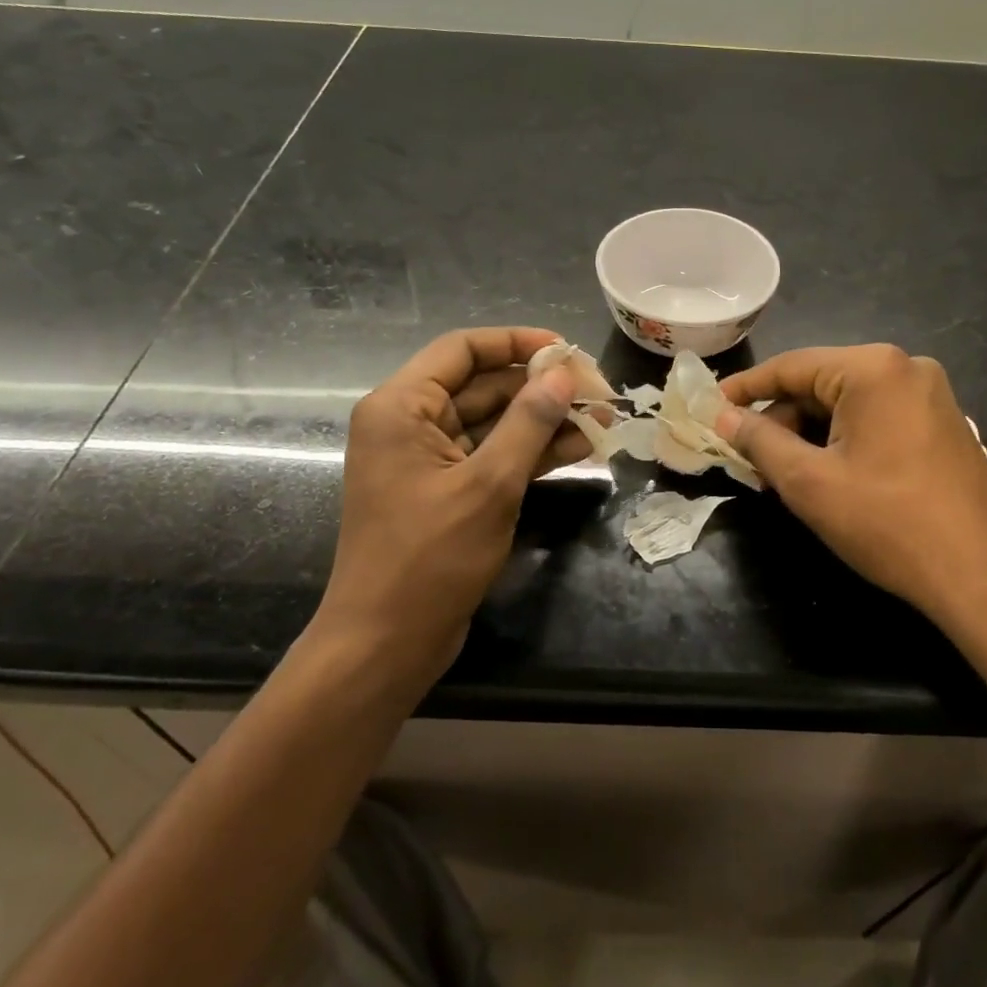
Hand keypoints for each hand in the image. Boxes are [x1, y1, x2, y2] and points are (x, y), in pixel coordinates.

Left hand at [313, 327, 584, 691]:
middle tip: (597, 393)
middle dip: (540, 388)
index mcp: (402, 407)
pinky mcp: (445, 490)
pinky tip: (578, 449)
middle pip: (482, 385)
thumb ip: (529, 423)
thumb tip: (563, 375)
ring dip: (543, 421)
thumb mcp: (489, 485)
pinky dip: (530, 452)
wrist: (386, 644)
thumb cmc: (429, 558)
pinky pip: (492, 455)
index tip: (567, 351)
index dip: (517, 343)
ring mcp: (428, 459)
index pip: (463, 350)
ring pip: (493, 423)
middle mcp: (409, 423)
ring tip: (600, 421)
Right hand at [717, 345, 986, 642]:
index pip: (790, 366)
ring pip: (848, 405)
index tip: (709, 407)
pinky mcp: (943, 426)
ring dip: (810, 435)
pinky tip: (826, 476)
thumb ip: (759, 441)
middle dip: (781, 420)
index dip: (745, 388)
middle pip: (821, 383)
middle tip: (749, 460)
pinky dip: (843, 441)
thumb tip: (723, 416)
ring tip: (783, 476)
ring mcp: (931, 396)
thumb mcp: (808, 481)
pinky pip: (877, 419)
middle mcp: (906, 368)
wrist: (983, 577)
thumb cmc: (887, 523)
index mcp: (873, 368)